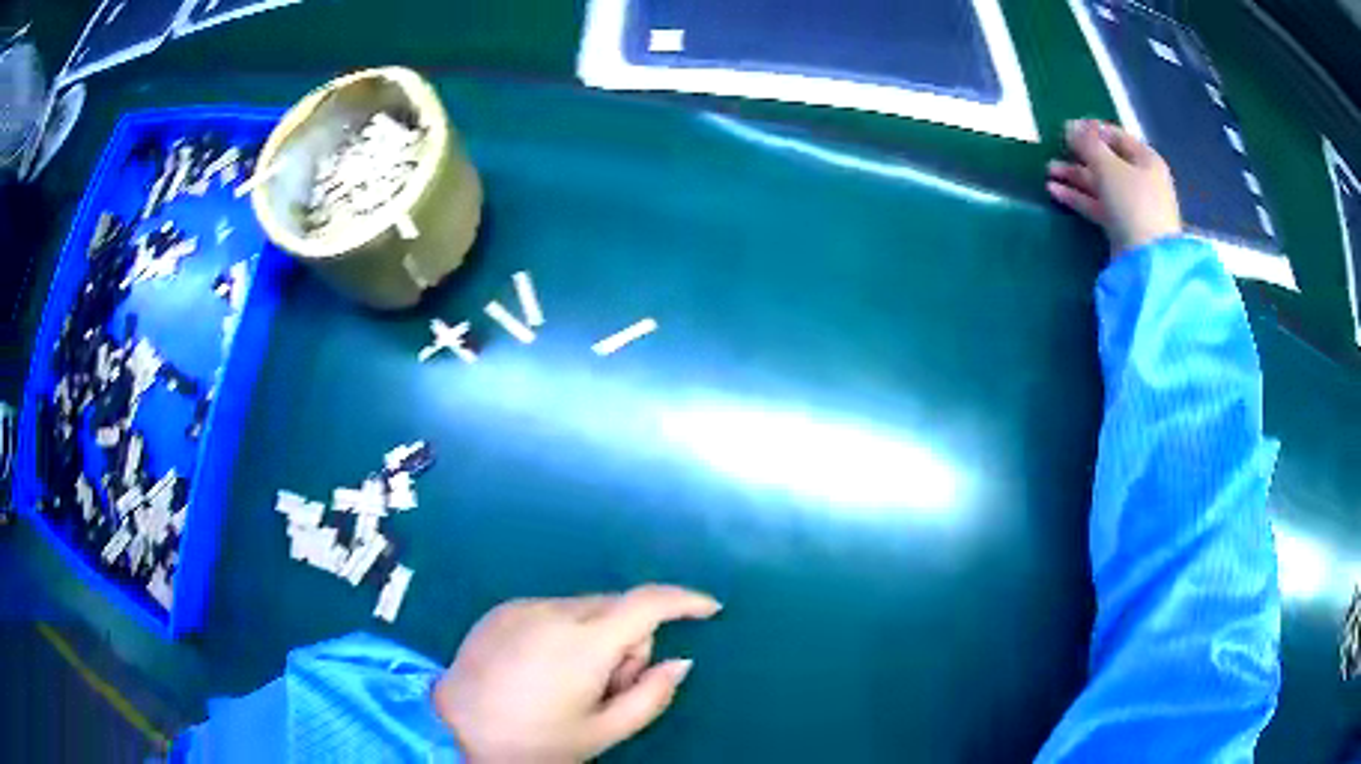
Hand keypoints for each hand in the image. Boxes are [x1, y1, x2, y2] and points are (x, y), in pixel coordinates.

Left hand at [434, 585, 722, 762]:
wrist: (451, 730)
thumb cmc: (532, 741)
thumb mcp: (602, 733)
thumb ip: (651, 696)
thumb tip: (680, 662)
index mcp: (584, 642)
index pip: (648, 603)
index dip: (685, 600)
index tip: (711, 609)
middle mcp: (554, 610)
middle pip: (618, 609)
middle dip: (629, 642)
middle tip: (608, 688)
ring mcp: (523, 606)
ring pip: (586, 609)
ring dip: (596, 638)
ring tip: (569, 683)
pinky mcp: (500, 610)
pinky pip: (553, 611)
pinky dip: (565, 632)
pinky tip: (541, 669)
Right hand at [1047, 119, 1182, 254]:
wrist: (1147, 261)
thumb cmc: (1133, 203)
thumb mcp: (1108, 166)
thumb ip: (1088, 144)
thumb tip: (1070, 126)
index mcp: (1146, 159)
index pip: (1117, 137)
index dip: (1092, 130)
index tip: (1067, 128)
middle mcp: (1142, 180)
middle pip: (1107, 161)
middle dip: (1080, 155)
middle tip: (1054, 149)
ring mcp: (1132, 205)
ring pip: (1100, 184)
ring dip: (1075, 176)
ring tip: (1048, 170)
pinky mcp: (1121, 227)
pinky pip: (1097, 205)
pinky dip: (1078, 197)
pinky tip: (1055, 191)